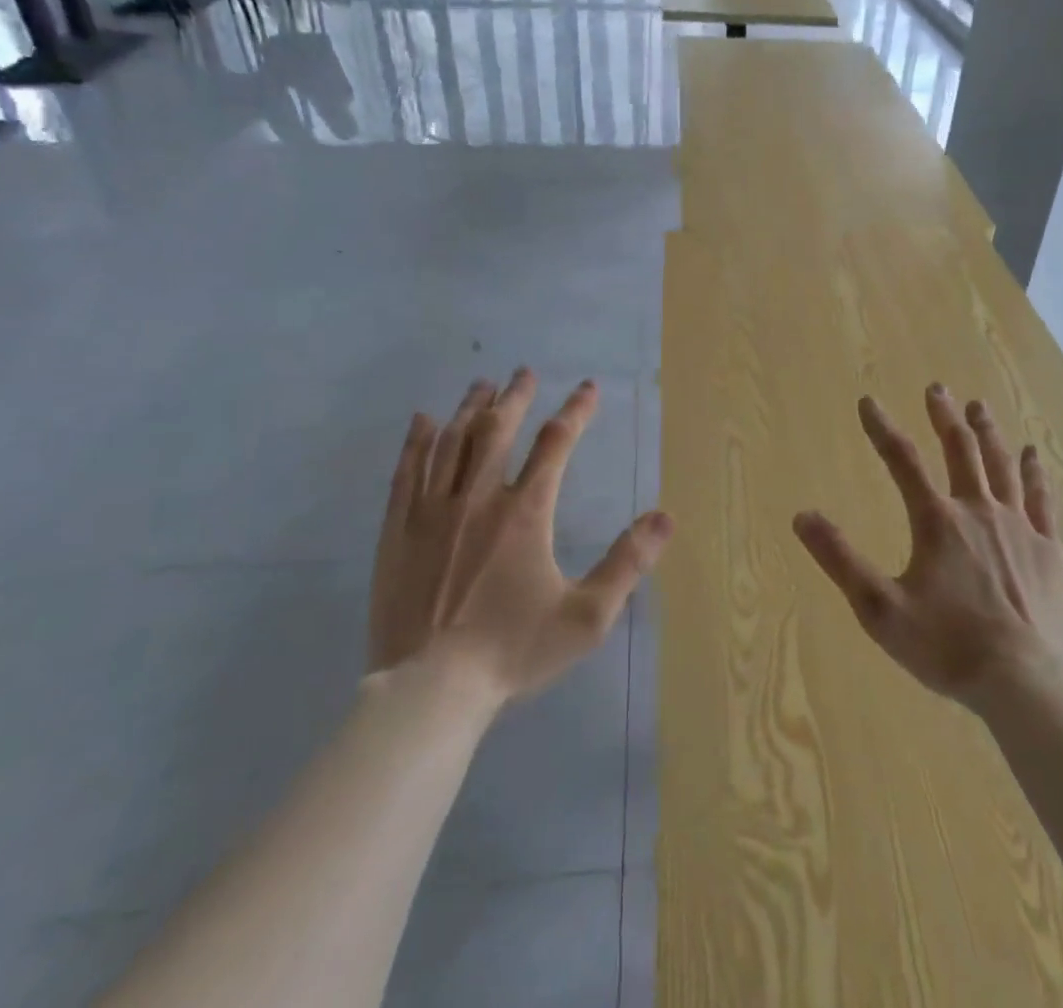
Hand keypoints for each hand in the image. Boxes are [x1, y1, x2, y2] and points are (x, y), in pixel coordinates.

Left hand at [367, 369, 672, 700]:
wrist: (430, 690)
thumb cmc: (513, 651)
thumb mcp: (586, 617)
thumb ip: (627, 564)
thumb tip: (665, 518)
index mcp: (525, 513)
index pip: (556, 443)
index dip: (576, 411)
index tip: (588, 388)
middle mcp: (478, 498)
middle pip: (498, 429)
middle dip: (515, 396)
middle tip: (524, 372)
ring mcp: (432, 512)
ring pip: (452, 443)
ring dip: (470, 408)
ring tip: (482, 385)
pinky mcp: (397, 532)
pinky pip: (406, 472)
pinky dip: (416, 441)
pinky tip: (422, 420)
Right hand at [793, 385, 1062, 711]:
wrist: (1027, 682)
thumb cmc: (948, 646)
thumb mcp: (880, 610)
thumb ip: (840, 560)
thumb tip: (802, 516)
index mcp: (937, 521)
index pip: (902, 461)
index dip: (882, 428)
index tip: (868, 401)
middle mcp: (978, 510)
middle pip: (960, 450)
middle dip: (945, 416)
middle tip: (937, 388)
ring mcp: (1019, 526)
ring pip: (1002, 465)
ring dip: (987, 432)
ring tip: (979, 406)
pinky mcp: (1048, 548)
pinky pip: (1042, 498)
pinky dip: (1035, 472)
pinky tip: (1033, 454)